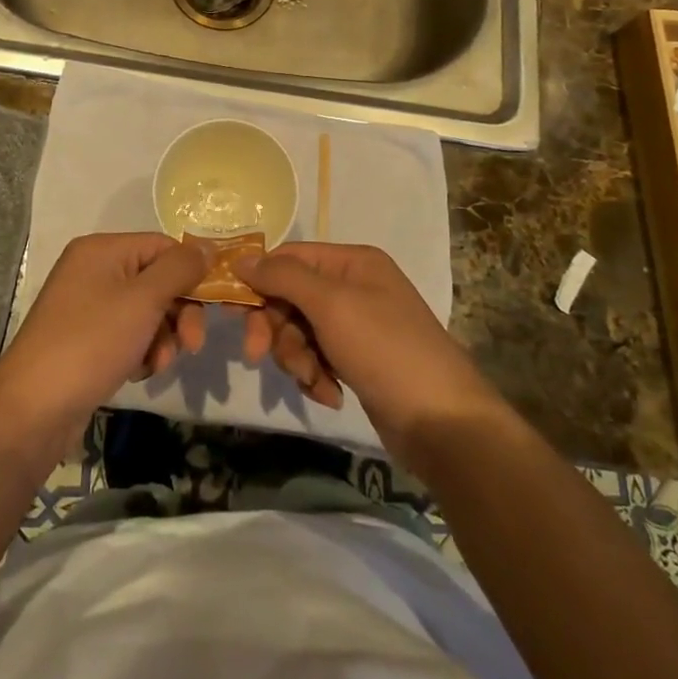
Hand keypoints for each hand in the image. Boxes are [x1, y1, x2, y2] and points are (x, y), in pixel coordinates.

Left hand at [0, 232, 210, 441]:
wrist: (33, 410)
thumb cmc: (91, 343)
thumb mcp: (143, 300)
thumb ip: (180, 269)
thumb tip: (209, 247)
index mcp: (102, 249)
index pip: (163, 246)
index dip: (190, 273)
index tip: (214, 305)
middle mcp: (93, 270)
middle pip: (156, 280)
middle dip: (179, 313)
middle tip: (192, 345)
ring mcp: (87, 306)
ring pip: (146, 312)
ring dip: (162, 338)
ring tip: (157, 364)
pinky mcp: (86, 339)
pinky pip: (128, 334)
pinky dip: (141, 351)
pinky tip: (138, 372)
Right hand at [233, 243, 503, 455]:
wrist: (442, 421)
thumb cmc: (384, 349)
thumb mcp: (331, 304)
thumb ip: (283, 277)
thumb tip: (242, 257)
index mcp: (352, 261)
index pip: (289, 258)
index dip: (260, 281)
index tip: (235, 313)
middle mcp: (354, 286)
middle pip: (291, 297)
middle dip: (278, 330)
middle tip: (259, 356)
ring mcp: (358, 325)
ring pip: (300, 332)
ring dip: (297, 358)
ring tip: (315, 381)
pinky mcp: (359, 360)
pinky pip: (318, 358)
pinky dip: (317, 376)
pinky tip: (330, 395)